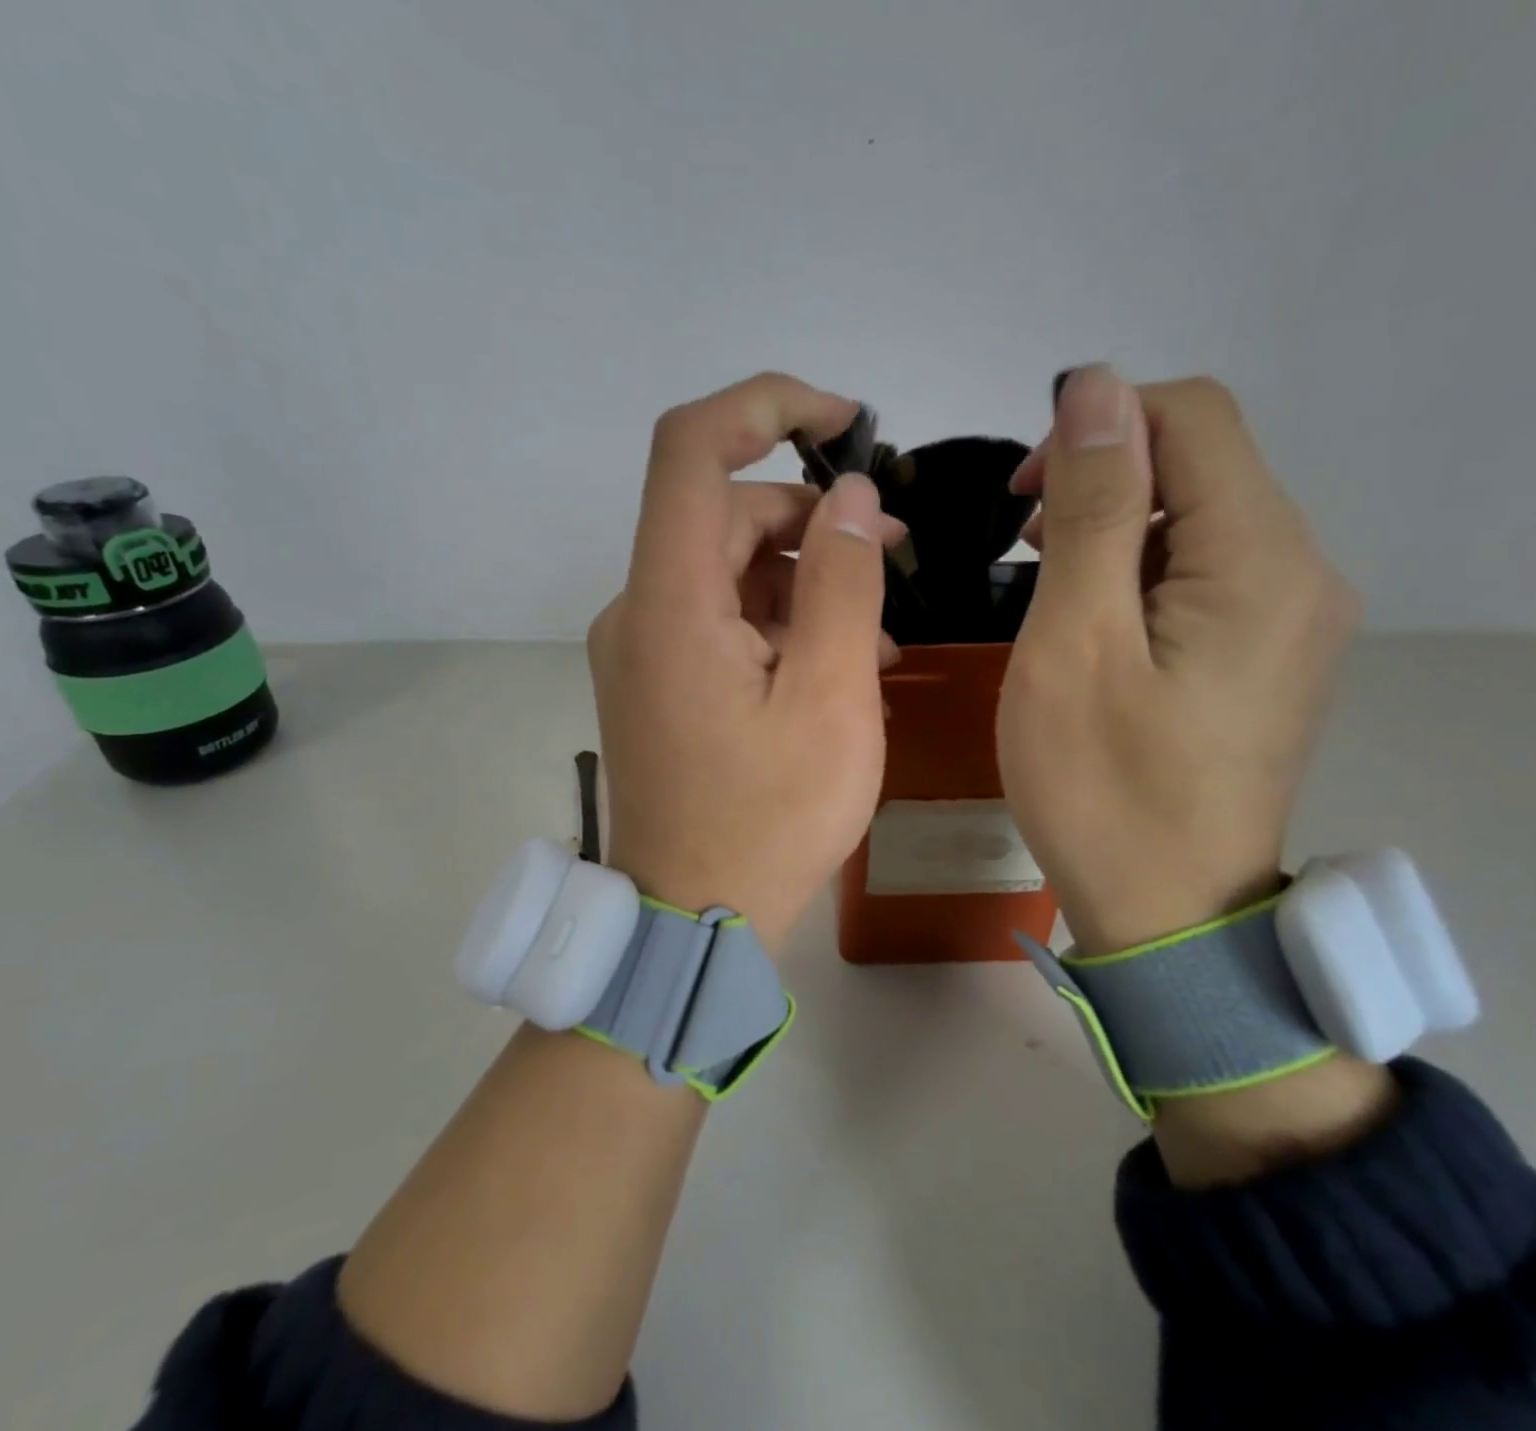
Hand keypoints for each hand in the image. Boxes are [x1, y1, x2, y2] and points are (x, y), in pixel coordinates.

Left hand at [587, 373, 906, 951]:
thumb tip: (851, 497)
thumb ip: (843, 583)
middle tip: (895, 554)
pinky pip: (719, 620)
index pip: (691, 449)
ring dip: (805, 581)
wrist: (693, 918)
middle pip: (725, 516)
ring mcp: (644, 648)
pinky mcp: (659, 680)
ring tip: (878, 634)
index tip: (844, 421)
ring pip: (729, 571)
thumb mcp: (831, 699)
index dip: (766, 407)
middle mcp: (639, 609)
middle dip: (813, 520)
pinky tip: (834, 664)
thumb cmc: (770, 819)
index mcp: (669, 602)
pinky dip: (777, 623)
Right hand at [998, 366, 1359, 954]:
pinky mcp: (1270, 657)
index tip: (1020, 498)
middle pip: (1204, 463)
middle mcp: (1303, 572)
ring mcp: (1295, 619)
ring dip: (1117, 526)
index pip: (1192, 416)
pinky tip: (1095, 621)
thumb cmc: (1103, 784)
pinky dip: (1143, 571)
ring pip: (1203, 519)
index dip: (1097, 426)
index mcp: (1262, 559)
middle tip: (1020, 549)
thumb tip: (1094, 387)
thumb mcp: (1076, 640)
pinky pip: (1210, 574)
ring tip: (1048, 585)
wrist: (1169, 914)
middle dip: (1103, 479)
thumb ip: (1093, 508)